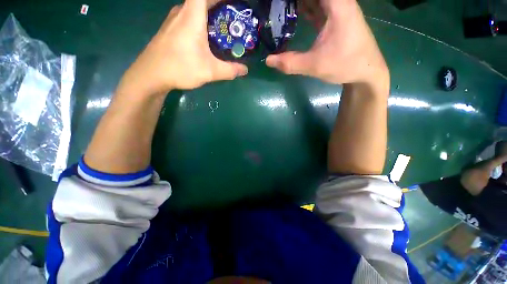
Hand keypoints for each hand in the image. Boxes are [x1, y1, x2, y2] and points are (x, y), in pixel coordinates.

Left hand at [117, 0, 247, 95]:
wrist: (151, 75)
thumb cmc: (180, 68)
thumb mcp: (210, 71)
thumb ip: (230, 70)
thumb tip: (245, 70)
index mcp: (192, 16)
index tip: (233, 5)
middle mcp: (181, 12)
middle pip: (202, 1)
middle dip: (219, 6)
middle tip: (233, 19)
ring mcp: (173, 20)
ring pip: (194, 9)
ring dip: (209, 14)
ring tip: (223, 28)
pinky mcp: (170, 29)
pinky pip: (188, 18)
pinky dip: (200, 21)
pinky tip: (206, 38)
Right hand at [266, 0, 387, 84]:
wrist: (367, 71)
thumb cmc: (346, 65)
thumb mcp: (315, 65)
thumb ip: (290, 63)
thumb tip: (268, 60)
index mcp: (338, 5)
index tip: (279, 3)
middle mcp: (339, 2)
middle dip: (294, 1)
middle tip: (276, 7)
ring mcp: (338, 9)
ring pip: (316, 0)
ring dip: (300, 3)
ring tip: (282, 8)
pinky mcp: (336, 18)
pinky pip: (319, 6)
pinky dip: (306, 7)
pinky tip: (294, 11)